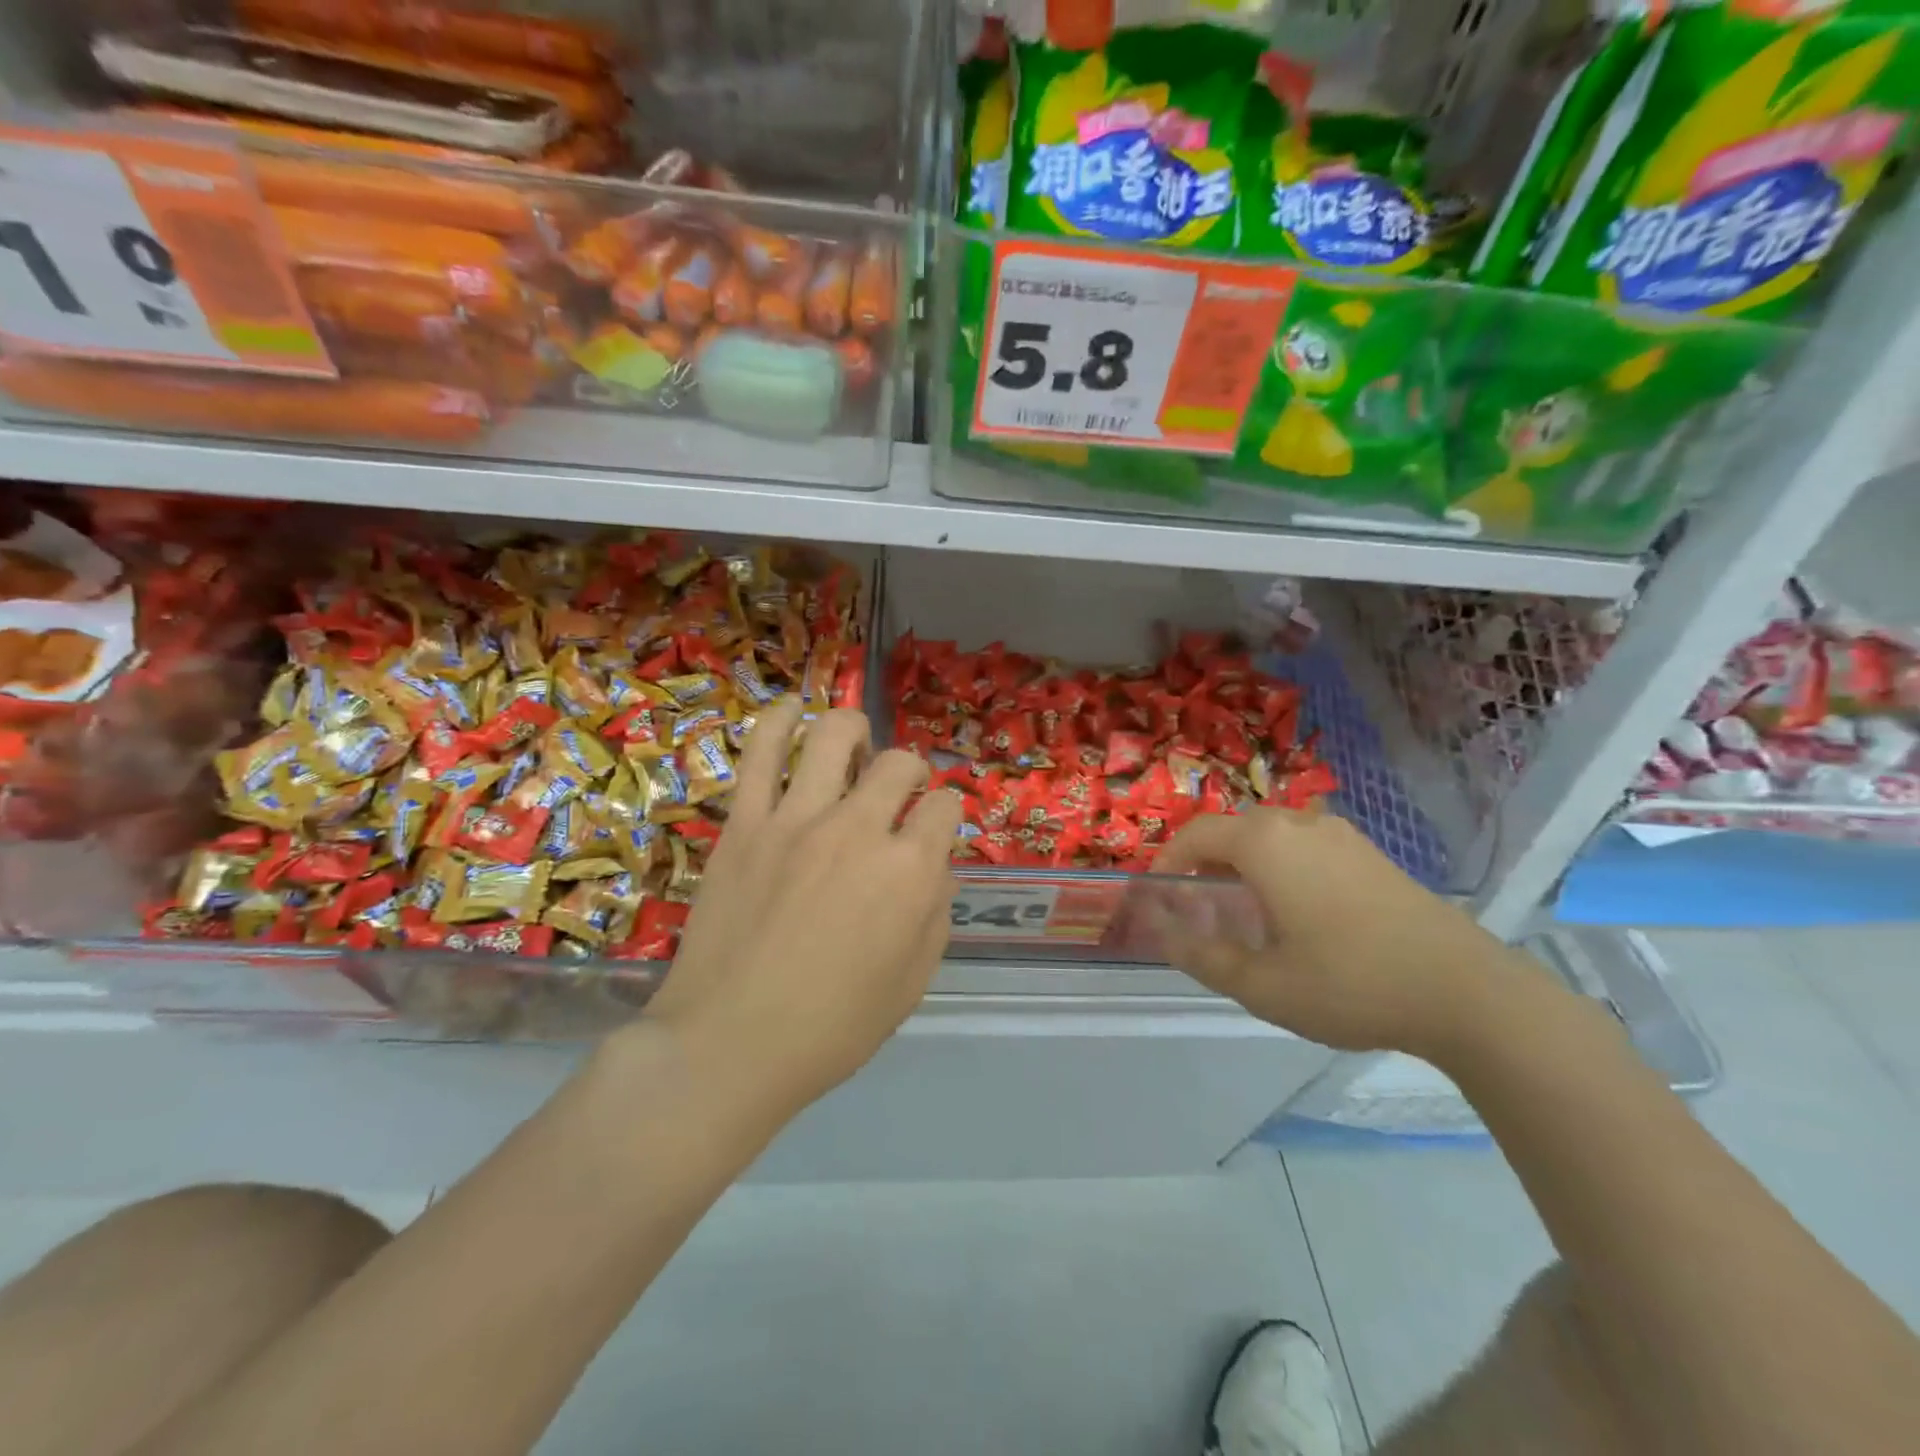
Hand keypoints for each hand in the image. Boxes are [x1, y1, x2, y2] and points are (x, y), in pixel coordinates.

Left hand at [639, 700, 963, 1117]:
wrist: (728, 1045)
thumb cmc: (831, 1028)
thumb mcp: (913, 982)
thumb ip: (936, 912)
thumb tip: (936, 865)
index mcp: (910, 872)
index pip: (945, 809)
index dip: (947, 816)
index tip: (935, 831)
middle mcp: (860, 830)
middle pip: (899, 764)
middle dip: (911, 773)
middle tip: (898, 794)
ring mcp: (797, 819)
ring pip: (835, 736)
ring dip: (855, 731)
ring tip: (854, 745)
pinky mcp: (744, 822)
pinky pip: (760, 751)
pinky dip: (779, 720)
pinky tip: (792, 710)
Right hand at [1150, 809, 1526, 1059]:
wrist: (1466, 992)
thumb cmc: (1350, 983)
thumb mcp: (1262, 985)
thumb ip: (1203, 956)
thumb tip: (1165, 936)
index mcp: (1265, 843)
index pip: (1196, 833)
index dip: (1168, 859)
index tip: (1158, 894)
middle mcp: (1300, 824)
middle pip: (1234, 829)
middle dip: (1206, 860)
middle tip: (1198, 904)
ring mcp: (1341, 836)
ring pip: (1272, 836)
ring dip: (1245, 862)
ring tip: (1245, 910)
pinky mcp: (1371, 854)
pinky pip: (1306, 846)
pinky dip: (1282, 866)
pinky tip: (1298, 912)